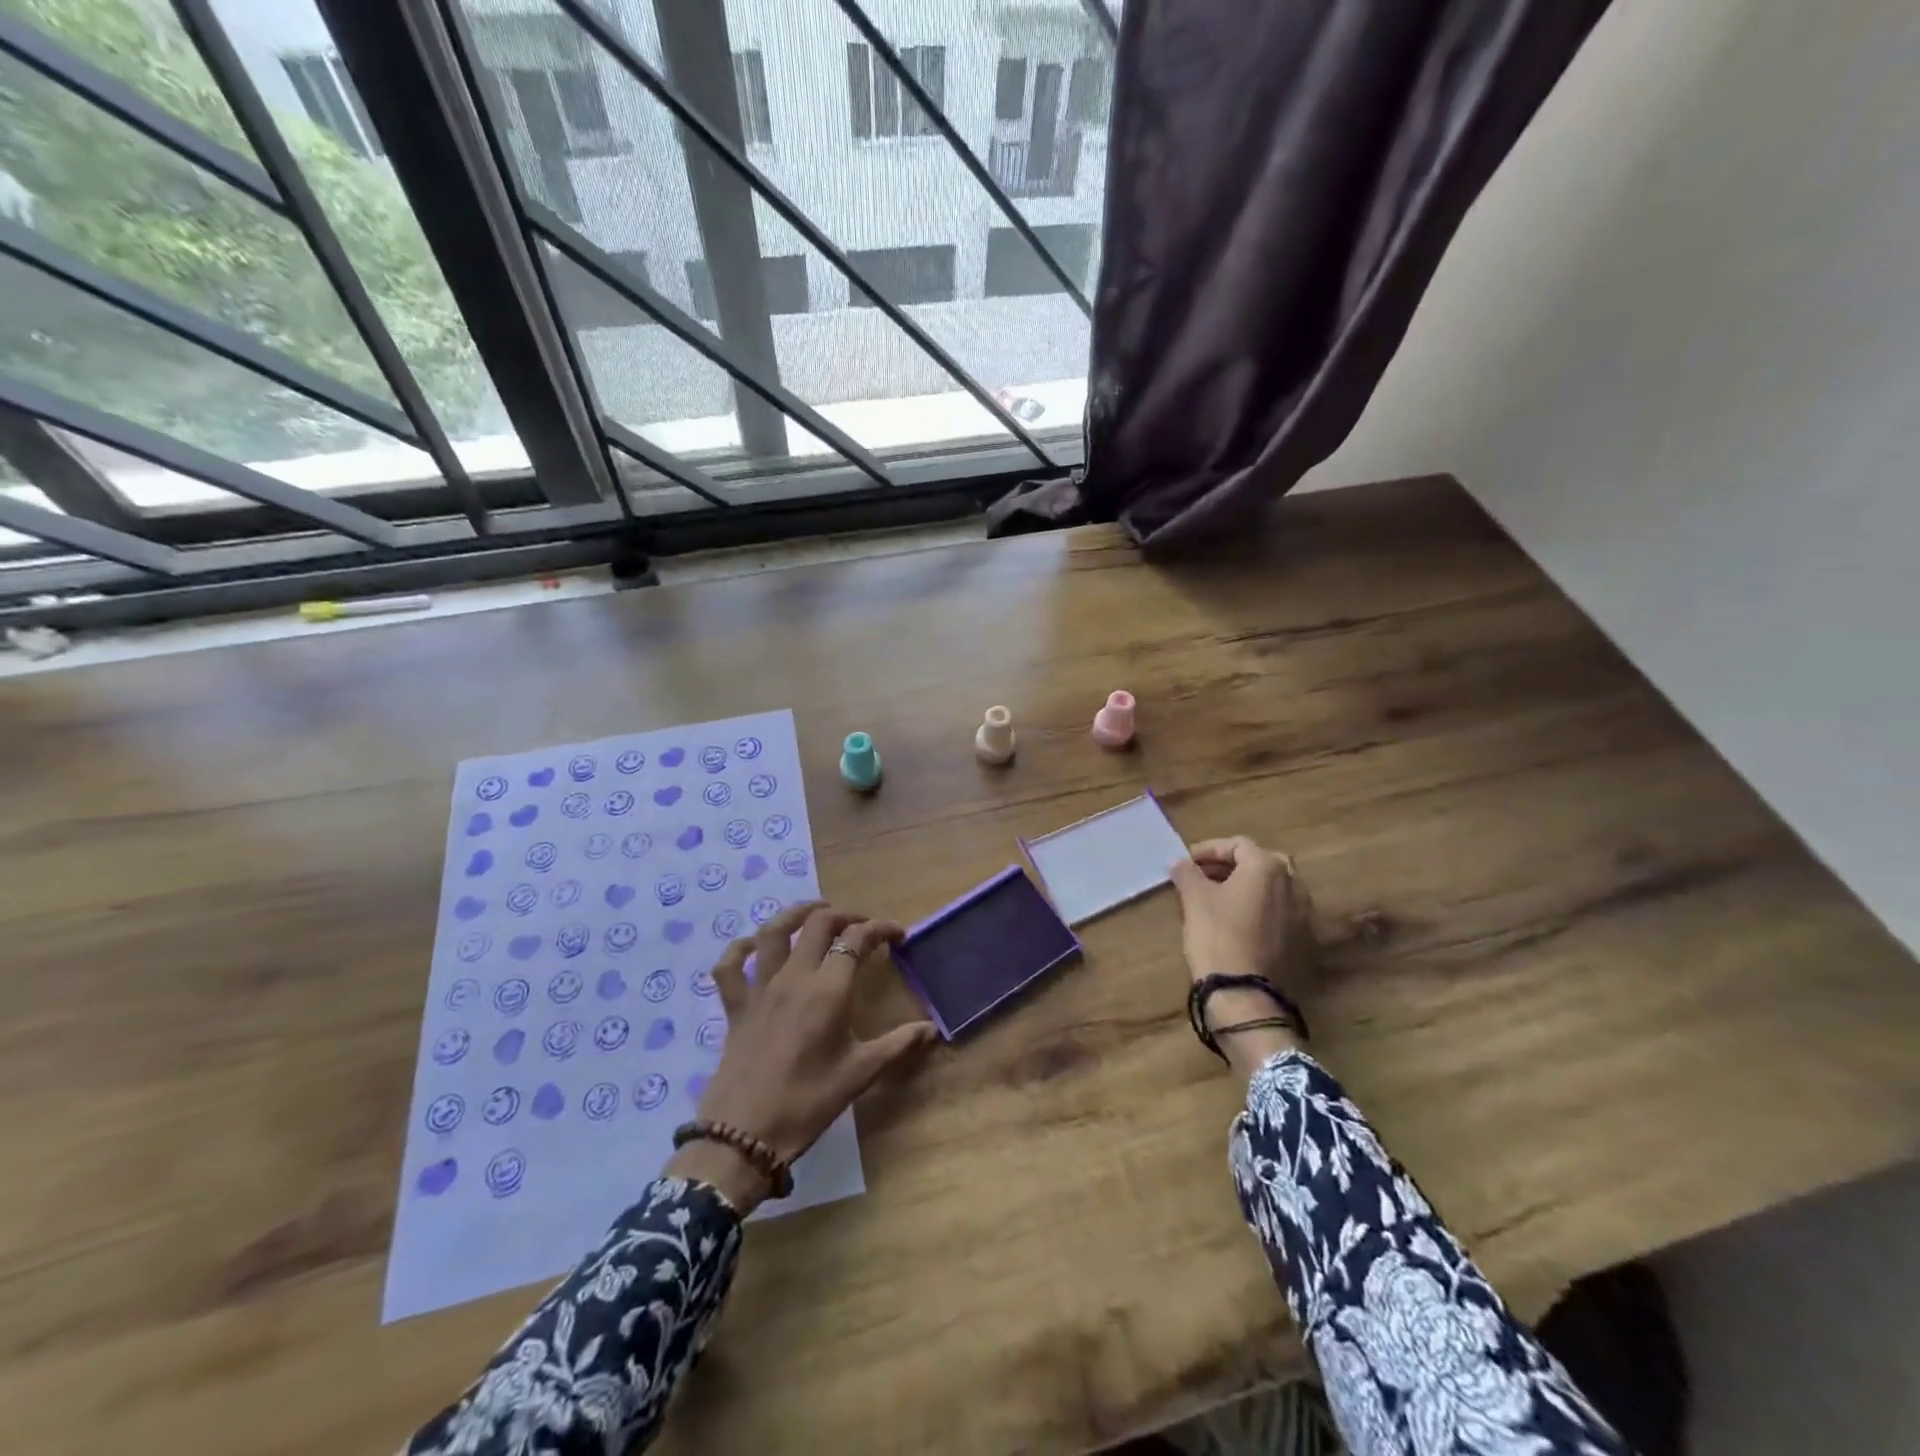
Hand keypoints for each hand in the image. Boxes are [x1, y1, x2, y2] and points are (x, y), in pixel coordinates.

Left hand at [664, 902, 935, 1213]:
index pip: (857, 940)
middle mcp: (794, 978)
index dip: (880, 929)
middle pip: (819, 924)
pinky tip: (753, 946)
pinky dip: (739, 949)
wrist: (744, 1136)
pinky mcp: (735, 1005)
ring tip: (815, 912)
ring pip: (773, 932)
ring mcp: (760, 988)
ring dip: (796, 914)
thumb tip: (932, 1030)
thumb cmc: (808, 1103)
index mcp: (828, 991)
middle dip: (845, 915)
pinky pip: (730, 966)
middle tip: (862, 926)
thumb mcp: (860, 1074)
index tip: (898, 935)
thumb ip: (898, 1046)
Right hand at [1169, 838, 1317, 1078]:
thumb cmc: (1218, 937)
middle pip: (1261, 863)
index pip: (1238, 845)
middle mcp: (1294, 884)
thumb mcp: (1194, 900)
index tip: (1186, 862)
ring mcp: (1304, 914)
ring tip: (1218, 900)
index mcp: (1268, 867)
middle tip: (1203, 877)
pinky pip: (1281, 912)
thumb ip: (1187, 873)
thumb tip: (1180, 861)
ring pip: (1273, 888)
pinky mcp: (1305, 941)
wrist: (1246, 996)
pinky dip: (1260, 909)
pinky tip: (1238, 924)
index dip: (1209, 849)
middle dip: (1231, 866)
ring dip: (1247, 887)